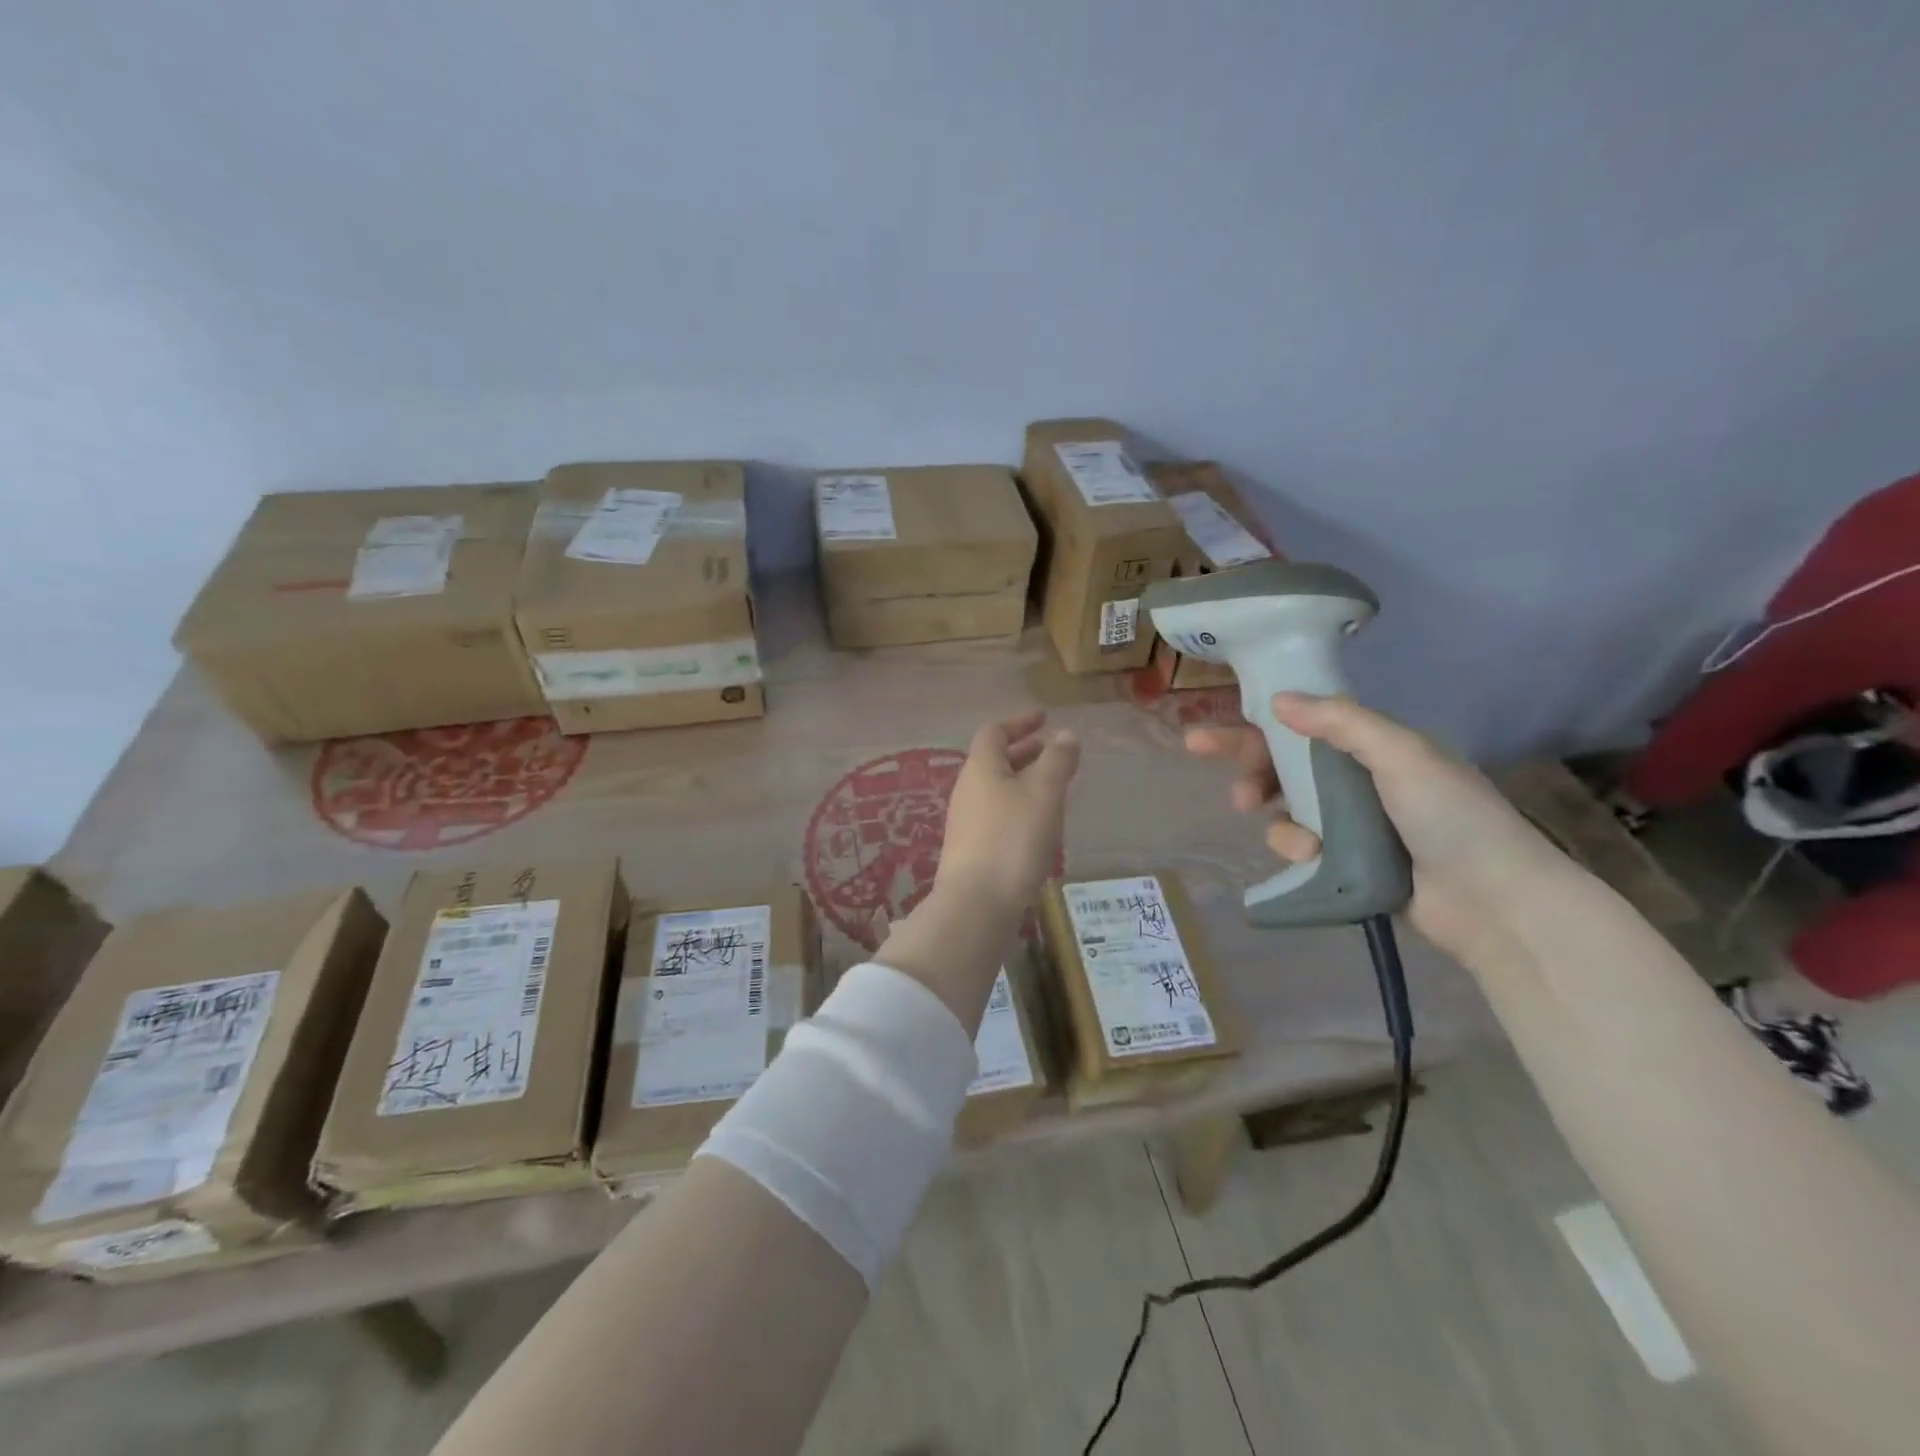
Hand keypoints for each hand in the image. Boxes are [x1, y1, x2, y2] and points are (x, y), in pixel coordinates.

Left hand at [934, 710, 1080, 917]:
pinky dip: (1020, 807)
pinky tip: (1040, 826)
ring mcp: (967, 821)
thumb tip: (1064, 735)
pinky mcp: (972, 849)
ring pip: (998, 789)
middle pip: (994, 761)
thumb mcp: (1044, 793)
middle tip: (1054, 753)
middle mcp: (968, 790)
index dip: (1019, 722)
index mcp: (981, 768)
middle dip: (1025, 753)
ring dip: (1024, 781)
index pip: (994, 732)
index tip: (1044, 719)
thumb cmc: (1013, 838)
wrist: (977, 903)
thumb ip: (1057, 760)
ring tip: (1054, 789)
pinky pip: (998, 814)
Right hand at [1185, 693, 1564, 966]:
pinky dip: (1297, 849)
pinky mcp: (1344, 862)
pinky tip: (1311, 857)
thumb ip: (1340, 723)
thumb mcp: (1402, 755)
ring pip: (1286, 808)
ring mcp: (1350, 823)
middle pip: (1285, 765)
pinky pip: (1300, 846)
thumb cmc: (1451, 816)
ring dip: (1278, 818)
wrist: (1493, 901)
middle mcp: (1358, 780)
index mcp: (1374, 747)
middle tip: (1222, 778)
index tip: (1214, 728)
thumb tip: (1277, 700)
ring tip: (1288, 835)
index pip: (1303, 724)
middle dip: (1251, 768)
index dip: (1257, 722)